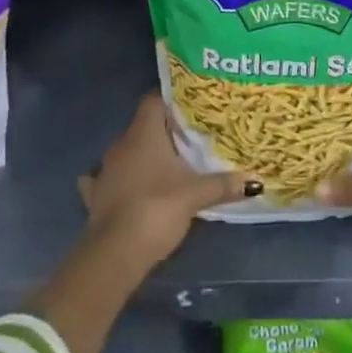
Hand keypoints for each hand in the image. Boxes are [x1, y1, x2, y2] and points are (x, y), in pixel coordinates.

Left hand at [79, 93, 258, 269]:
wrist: (116, 253)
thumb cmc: (157, 208)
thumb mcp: (196, 194)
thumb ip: (224, 184)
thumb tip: (255, 180)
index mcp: (143, 133)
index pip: (154, 100)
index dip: (171, 99)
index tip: (192, 105)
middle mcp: (121, 145)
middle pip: (143, 126)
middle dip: (165, 131)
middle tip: (190, 137)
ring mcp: (105, 171)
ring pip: (127, 152)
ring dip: (143, 156)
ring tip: (168, 163)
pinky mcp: (96, 197)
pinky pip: (109, 180)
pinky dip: (121, 180)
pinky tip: (131, 187)